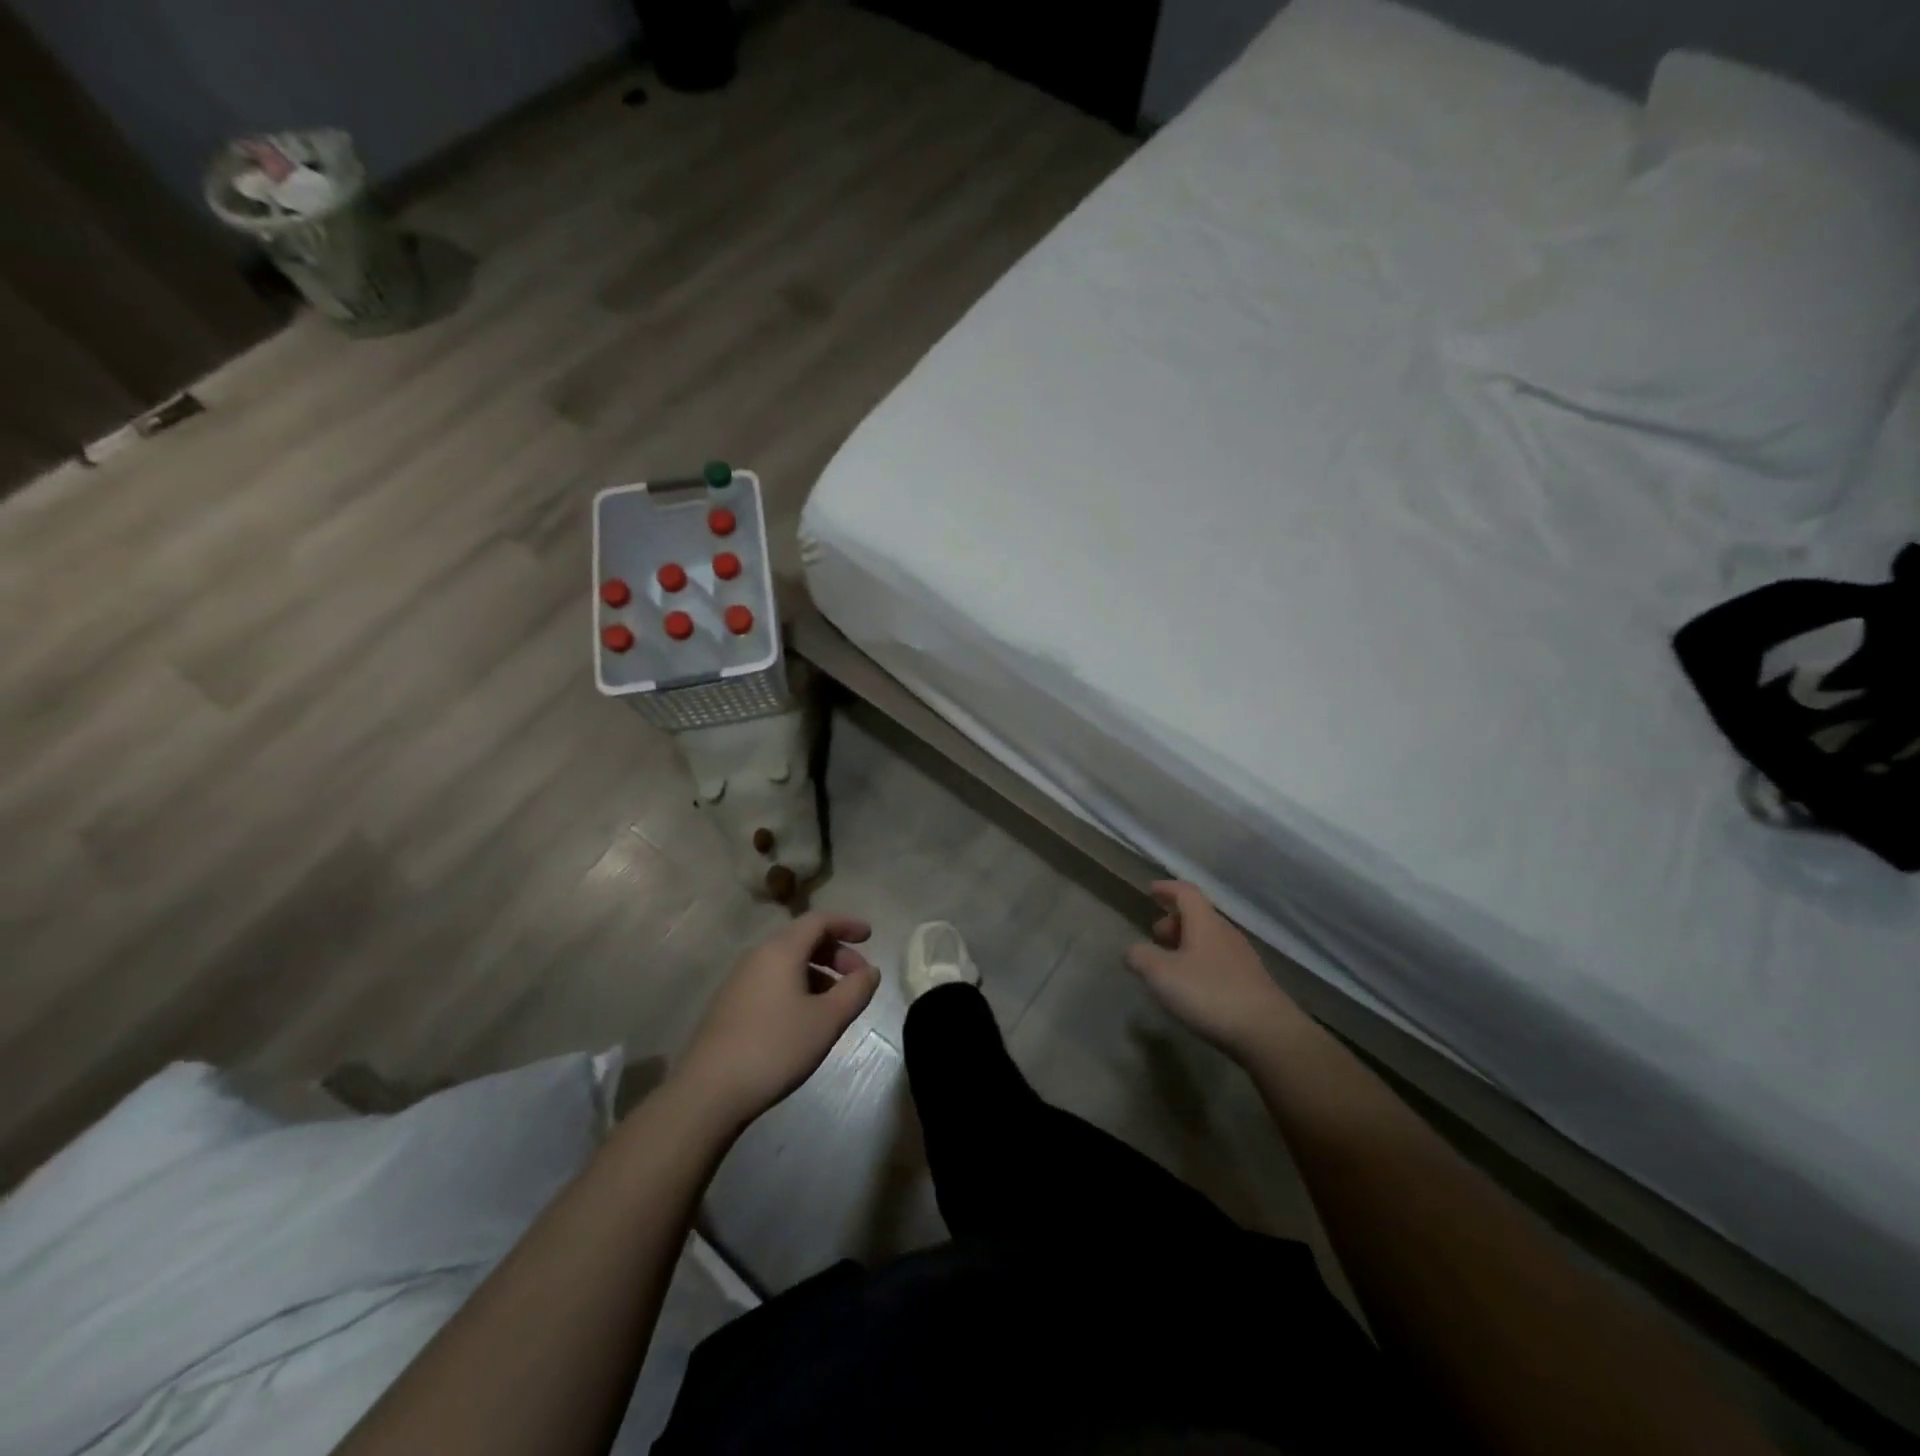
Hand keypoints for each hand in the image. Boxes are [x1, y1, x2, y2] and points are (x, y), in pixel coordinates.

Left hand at [675, 912, 879, 1125]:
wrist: (708, 1091)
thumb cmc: (775, 1047)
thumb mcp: (827, 1020)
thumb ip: (855, 990)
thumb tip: (870, 971)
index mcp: (781, 951)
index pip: (819, 921)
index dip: (847, 924)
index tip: (870, 936)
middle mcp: (758, 956)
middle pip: (803, 940)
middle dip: (836, 953)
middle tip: (858, 978)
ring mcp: (740, 981)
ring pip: (787, 963)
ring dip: (818, 973)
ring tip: (837, 1003)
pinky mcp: (731, 1005)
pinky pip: (772, 981)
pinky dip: (798, 987)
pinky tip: (806, 1018)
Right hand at [1125, 881, 1303, 1059]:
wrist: (1268, 1033)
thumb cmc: (1209, 993)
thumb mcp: (1161, 975)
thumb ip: (1140, 958)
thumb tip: (1132, 951)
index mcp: (1205, 923)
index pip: (1186, 892)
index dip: (1167, 889)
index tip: (1151, 890)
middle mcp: (1226, 934)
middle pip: (1199, 916)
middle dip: (1174, 921)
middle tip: (1156, 936)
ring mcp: (1243, 958)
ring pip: (1210, 939)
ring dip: (1188, 944)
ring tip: (1170, 964)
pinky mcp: (1252, 983)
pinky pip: (1220, 961)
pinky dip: (1201, 963)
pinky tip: (1194, 987)